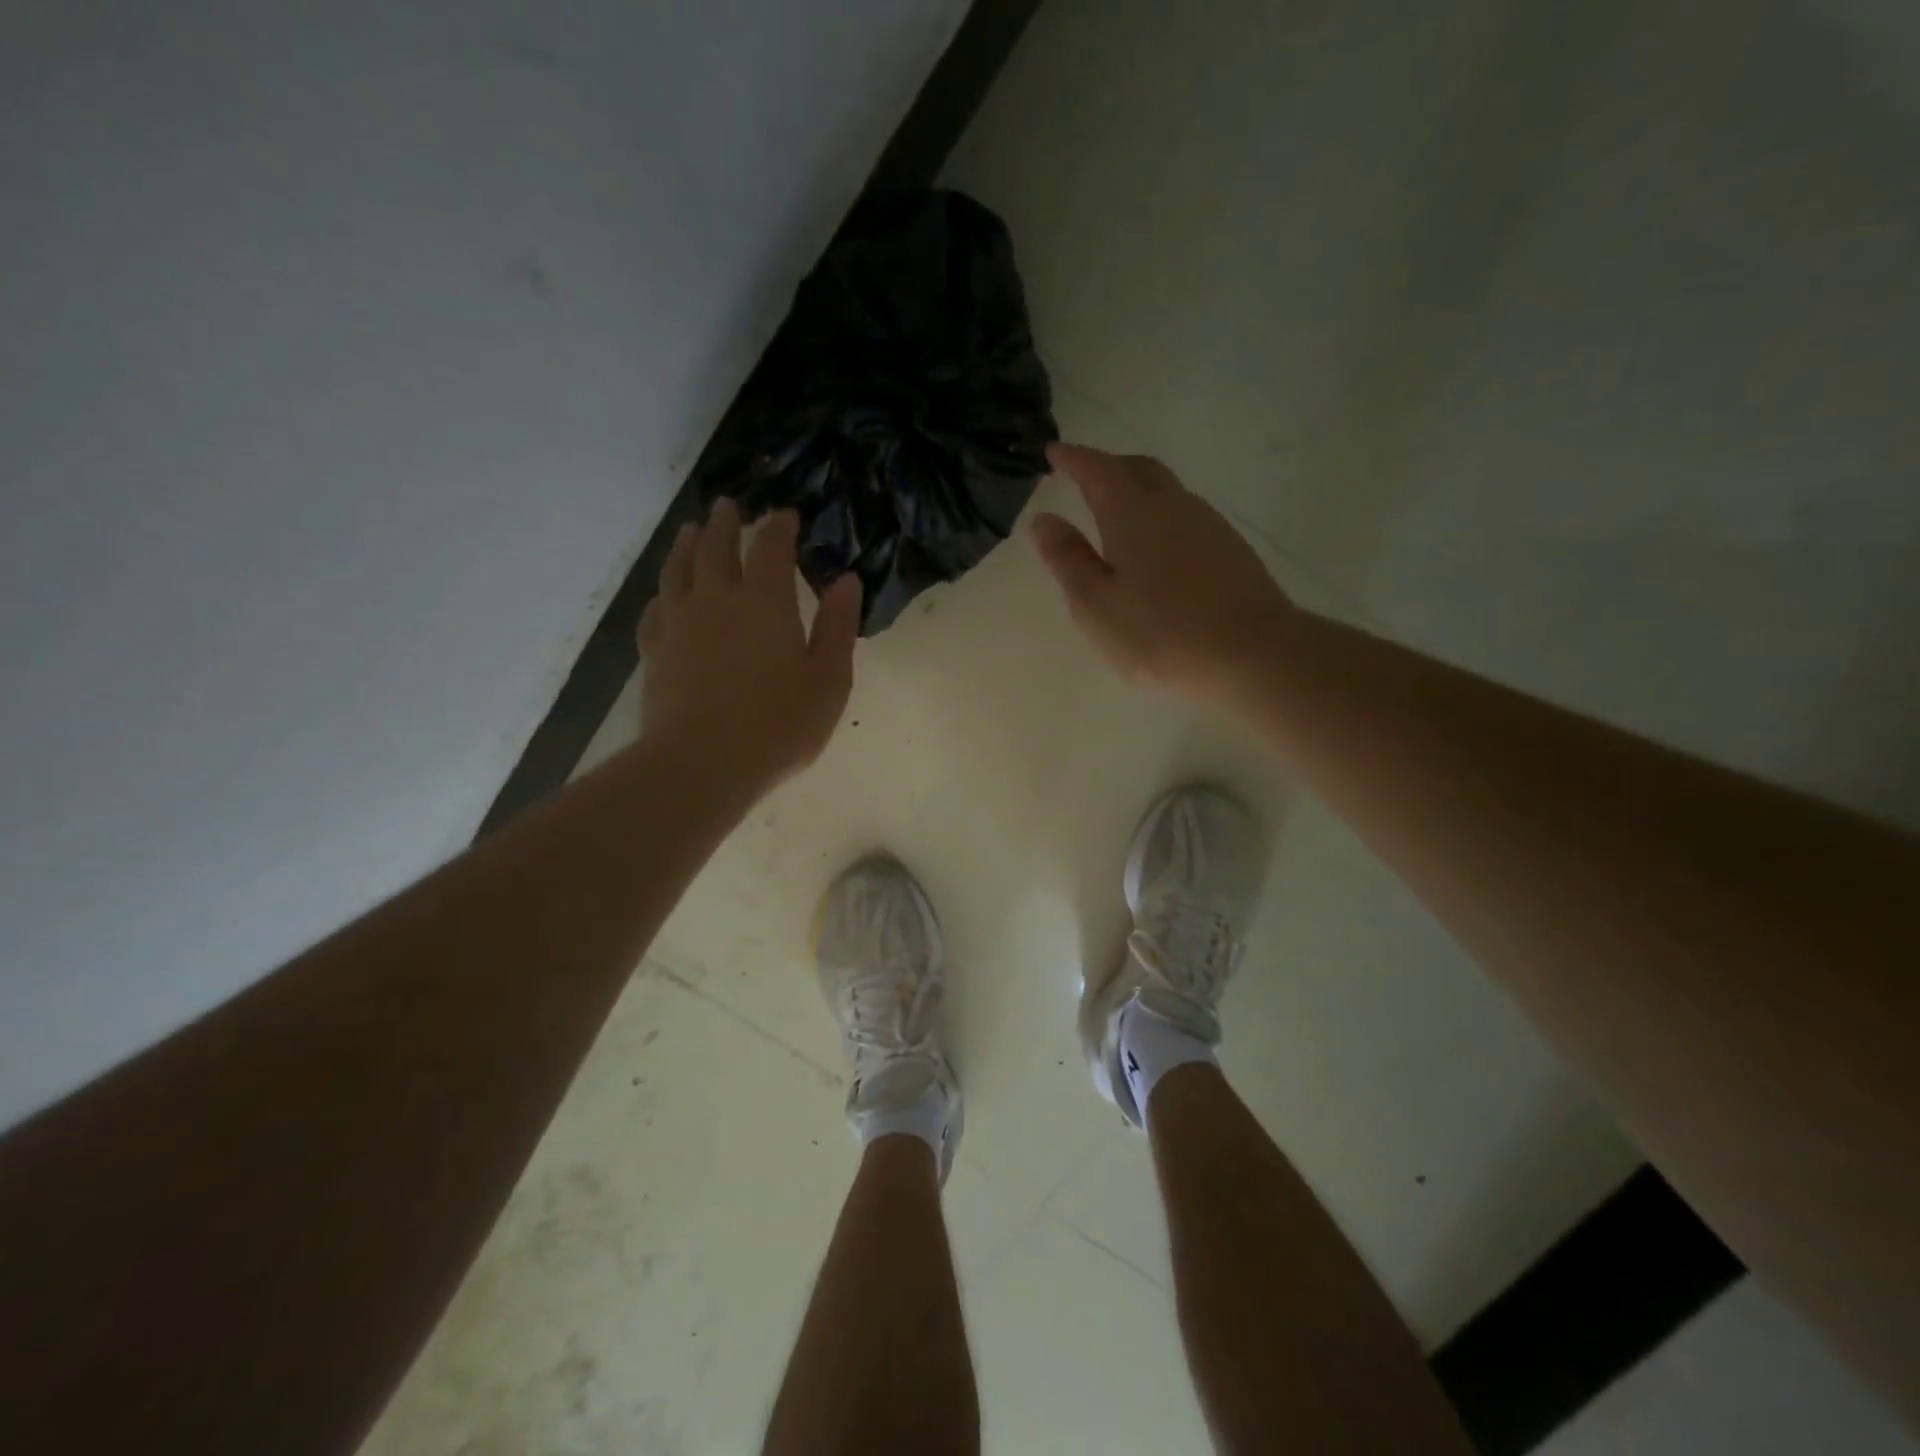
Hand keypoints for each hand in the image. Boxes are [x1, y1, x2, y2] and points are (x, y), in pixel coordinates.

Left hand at [638, 501, 860, 794]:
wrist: (702, 762)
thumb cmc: (778, 724)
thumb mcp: (828, 680)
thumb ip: (838, 627)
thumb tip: (847, 580)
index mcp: (765, 602)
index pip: (771, 547)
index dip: (778, 527)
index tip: (784, 514)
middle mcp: (717, 599)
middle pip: (717, 547)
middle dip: (725, 523)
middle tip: (728, 506)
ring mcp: (679, 623)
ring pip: (679, 569)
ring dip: (687, 545)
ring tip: (692, 531)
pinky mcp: (655, 651)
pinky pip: (655, 609)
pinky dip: (663, 593)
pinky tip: (664, 596)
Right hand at [1032, 443, 1297, 706]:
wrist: (1254, 655)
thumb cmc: (1160, 634)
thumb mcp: (1096, 605)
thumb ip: (1067, 560)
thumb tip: (1045, 519)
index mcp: (1132, 514)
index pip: (1097, 470)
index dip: (1073, 458)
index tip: (1054, 451)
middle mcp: (1173, 506)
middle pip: (1139, 469)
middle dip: (1109, 466)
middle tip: (1085, 475)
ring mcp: (1209, 526)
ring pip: (1167, 492)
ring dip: (1138, 491)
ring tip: (1117, 513)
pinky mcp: (1231, 551)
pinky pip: (1186, 517)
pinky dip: (1161, 517)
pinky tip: (1156, 548)